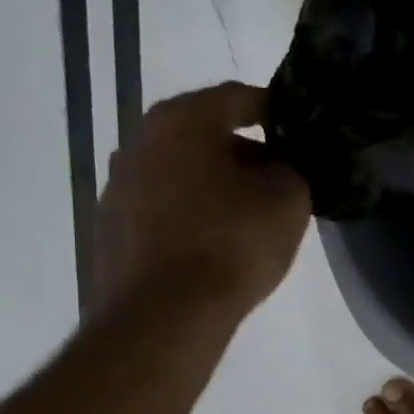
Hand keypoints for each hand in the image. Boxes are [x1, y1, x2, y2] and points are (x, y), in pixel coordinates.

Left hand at [93, 83, 311, 320]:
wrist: (165, 315)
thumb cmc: (233, 243)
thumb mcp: (288, 199)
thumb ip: (293, 168)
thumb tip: (282, 166)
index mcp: (182, 120)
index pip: (238, 97)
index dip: (276, 111)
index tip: (300, 133)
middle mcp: (140, 141)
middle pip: (205, 134)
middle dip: (246, 153)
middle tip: (282, 180)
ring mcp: (119, 187)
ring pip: (183, 173)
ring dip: (218, 186)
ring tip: (251, 217)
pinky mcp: (113, 230)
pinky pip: (165, 209)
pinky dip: (193, 215)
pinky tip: (217, 246)